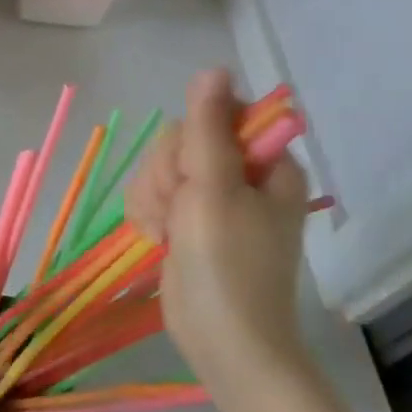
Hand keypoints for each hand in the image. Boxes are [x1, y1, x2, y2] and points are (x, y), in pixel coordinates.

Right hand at [126, 69, 311, 387]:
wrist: (224, 342)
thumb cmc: (227, 265)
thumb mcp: (214, 189)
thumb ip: (208, 127)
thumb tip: (213, 69)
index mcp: (264, 161)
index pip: (215, 113)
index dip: (192, 137)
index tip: (193, 173)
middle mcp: (240, 174)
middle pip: (180, 140)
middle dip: (167, 175)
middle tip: (179, 211)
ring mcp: (212, 199)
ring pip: (159, 168)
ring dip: (153, 198)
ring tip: (168, 233)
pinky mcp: (187, 221)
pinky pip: (152, 194)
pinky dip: (147, 215)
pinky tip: (157, 239)